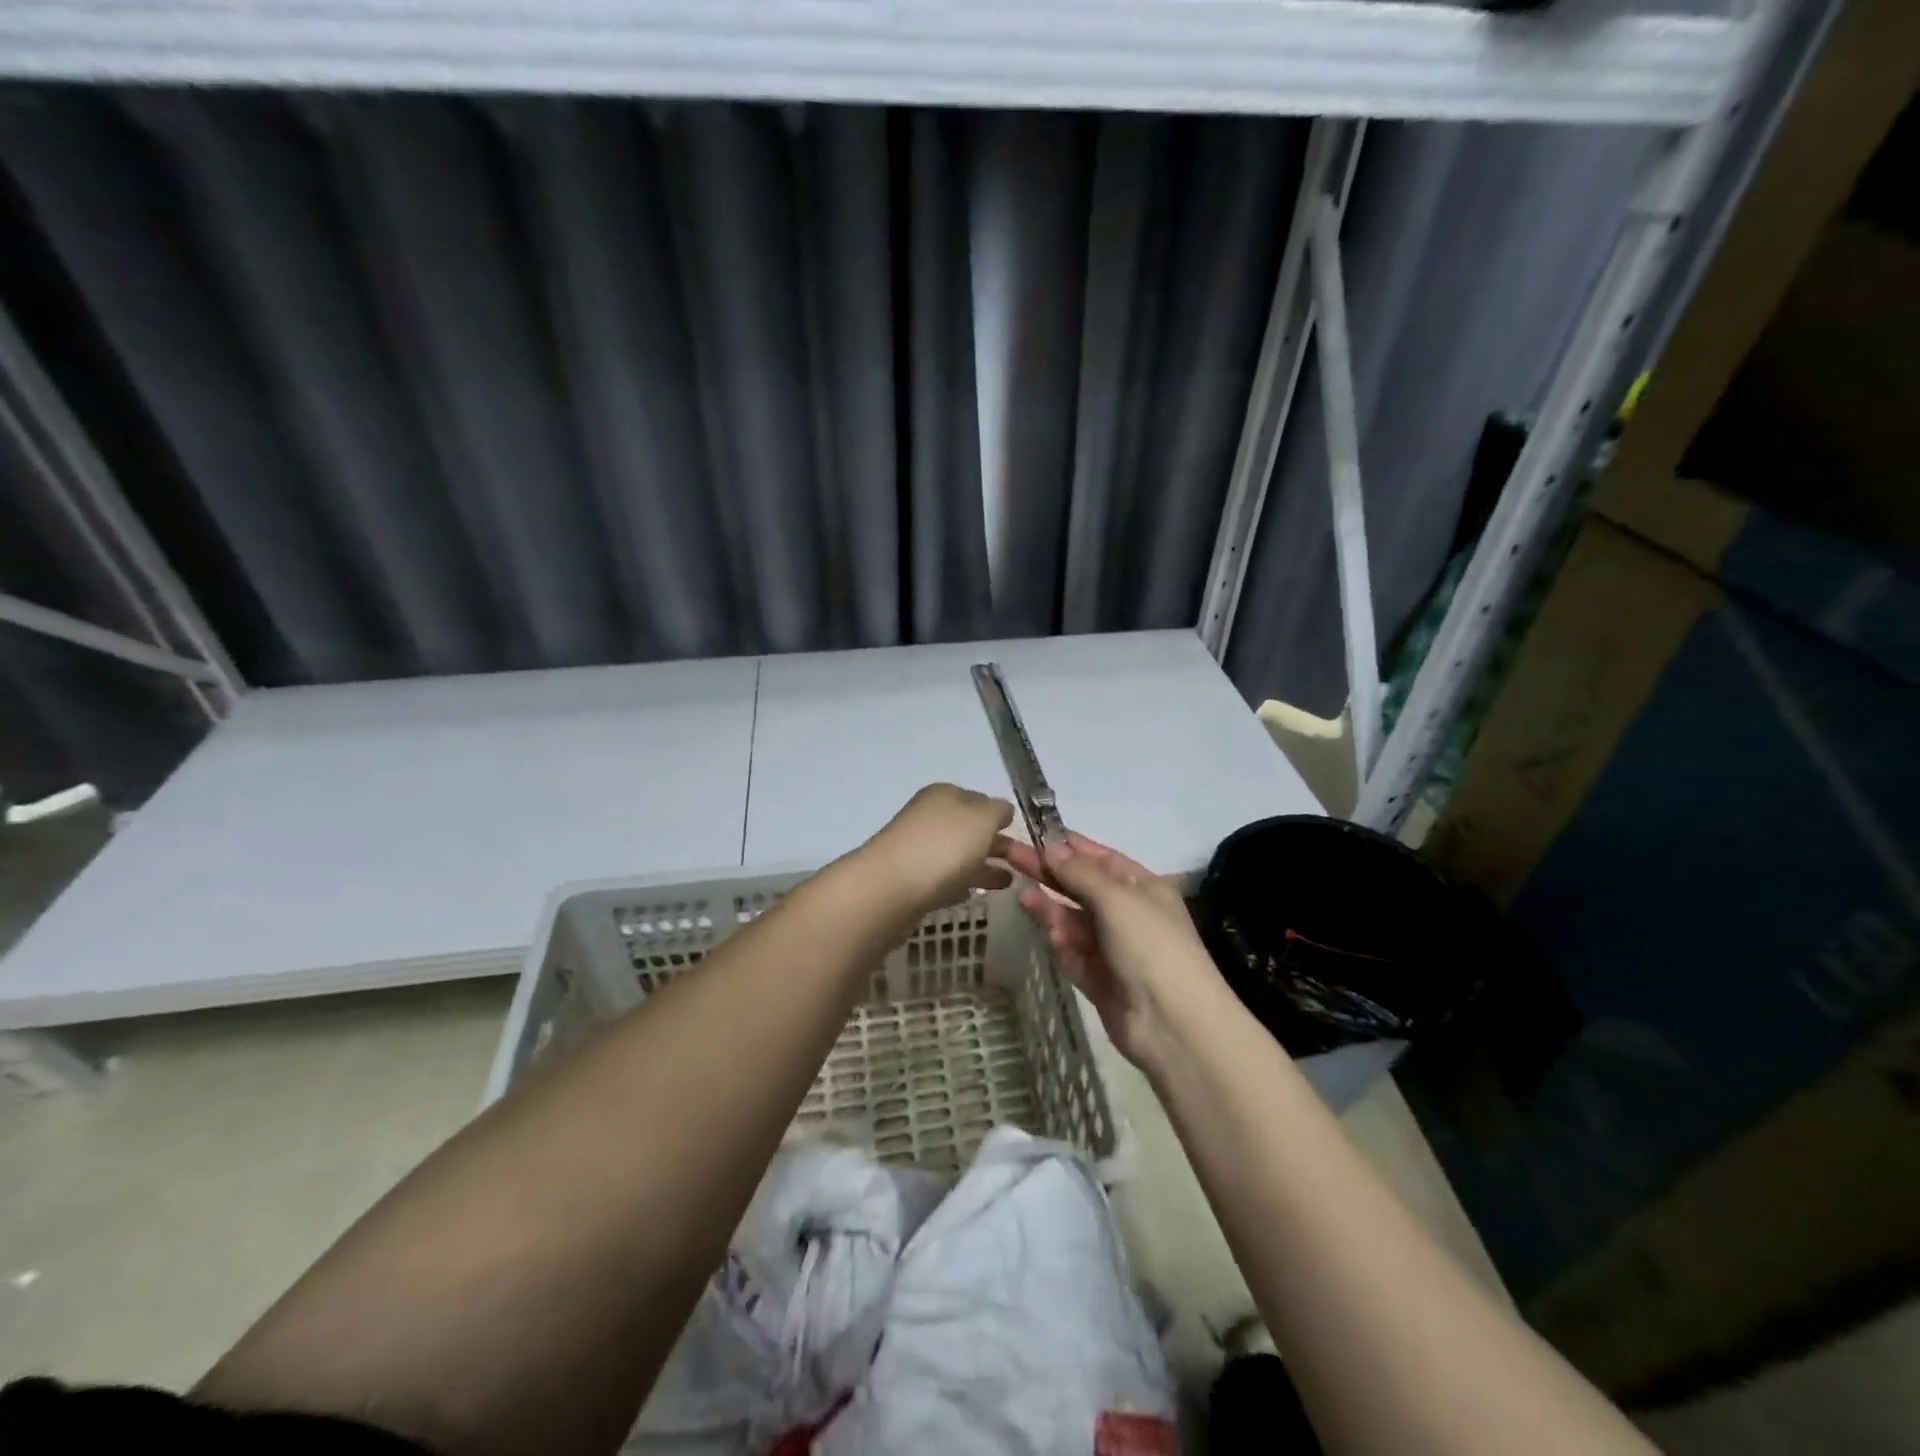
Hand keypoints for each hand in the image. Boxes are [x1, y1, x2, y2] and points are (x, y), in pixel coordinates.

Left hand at [862, 784, 1015, 920]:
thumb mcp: (982, 818)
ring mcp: (918, 849)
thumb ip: (998, 811)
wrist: (890, 889)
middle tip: (1022, 863)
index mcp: (945, 795)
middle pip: (968, 828)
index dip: (999, 815)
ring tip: (1008, 883)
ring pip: (958, 855)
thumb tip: (1001, 811)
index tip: (1018, 834)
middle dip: (993, 842)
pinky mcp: (911, 881)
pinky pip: (944, 878)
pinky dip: (961, 883)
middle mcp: (929, 817)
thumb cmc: (943, 846)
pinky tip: (974, 893)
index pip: (979, 799)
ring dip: (982, 866)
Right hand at [1004, 832, 1226, 1070]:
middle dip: (1050, 873)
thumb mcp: (1116, 898)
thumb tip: (1051, 847)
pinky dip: (1060, 939)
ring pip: (1073, 919)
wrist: (1171, 1022)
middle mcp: (1129, 913)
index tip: (1035, 834)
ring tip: (1021, 893)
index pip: (1102, 858)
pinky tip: (1048, 930)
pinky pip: (1073, 951)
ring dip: (1050, 907)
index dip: (1070, 846)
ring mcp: (1113, 947)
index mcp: (1144, 887)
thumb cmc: (1150, 945)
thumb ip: (1079, 873)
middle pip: (1082, 887)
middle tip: (1011, 856)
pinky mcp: (1097, 977)